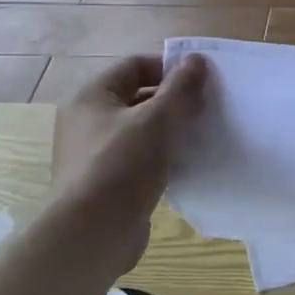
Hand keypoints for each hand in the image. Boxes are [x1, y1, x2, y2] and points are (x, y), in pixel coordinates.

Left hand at [44, 53, 208, 274]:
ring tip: (202, 135)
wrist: (91, 234)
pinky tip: (187, 163)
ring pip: (142, 128)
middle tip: (207, 108)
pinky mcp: (107, 181)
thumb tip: (197, 59)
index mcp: (91, 96)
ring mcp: (95, 153)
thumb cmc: (121, 166)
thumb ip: (180, 87)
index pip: (135, 66)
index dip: (170, 68)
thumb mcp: (157, 120)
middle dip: (174, 99)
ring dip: (171, 129)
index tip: (203, 81)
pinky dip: (163, 155)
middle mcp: (87, 120)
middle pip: (138, 96)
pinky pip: (140, 156)